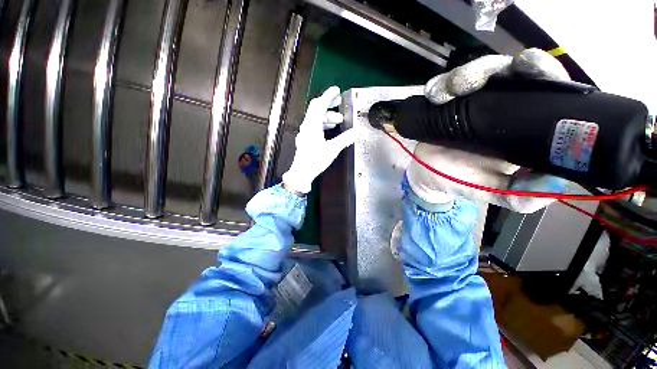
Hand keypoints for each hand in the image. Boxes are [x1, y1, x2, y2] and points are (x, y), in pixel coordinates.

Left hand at [282, 86, 355, 193]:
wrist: (302, 172)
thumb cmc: (315, 160)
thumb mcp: (332, 149)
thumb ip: (344, 139)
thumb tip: (355, 132)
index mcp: (312, 125)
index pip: (320, 105)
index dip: (328, 96)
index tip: (337, 90)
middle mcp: (307, 126)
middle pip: (316, 108)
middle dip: (328, 104)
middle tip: (339, 103)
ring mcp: (305, 132)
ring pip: (316, 117)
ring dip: (327, 116)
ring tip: (339, 120)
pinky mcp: (306, 137)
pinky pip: (315, 125)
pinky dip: (323, 123)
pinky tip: (330, 128)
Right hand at [408, 49, 568, 212]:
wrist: (431, 178)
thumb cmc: (466, 181)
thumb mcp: (497, 192)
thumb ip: (524, 194)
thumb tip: (555, 185)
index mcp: (521, 121)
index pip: (542, 86)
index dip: (541, 70)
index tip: (530, 66)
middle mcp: (497, 104)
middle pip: (502, 71)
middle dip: (491, 68)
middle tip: (475, 82)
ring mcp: (466, 103)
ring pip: (470, 74)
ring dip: (460, 77)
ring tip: (447, 94)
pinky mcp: (441, 105)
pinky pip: (440, 87)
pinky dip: (437, 87)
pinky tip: (434, 97)